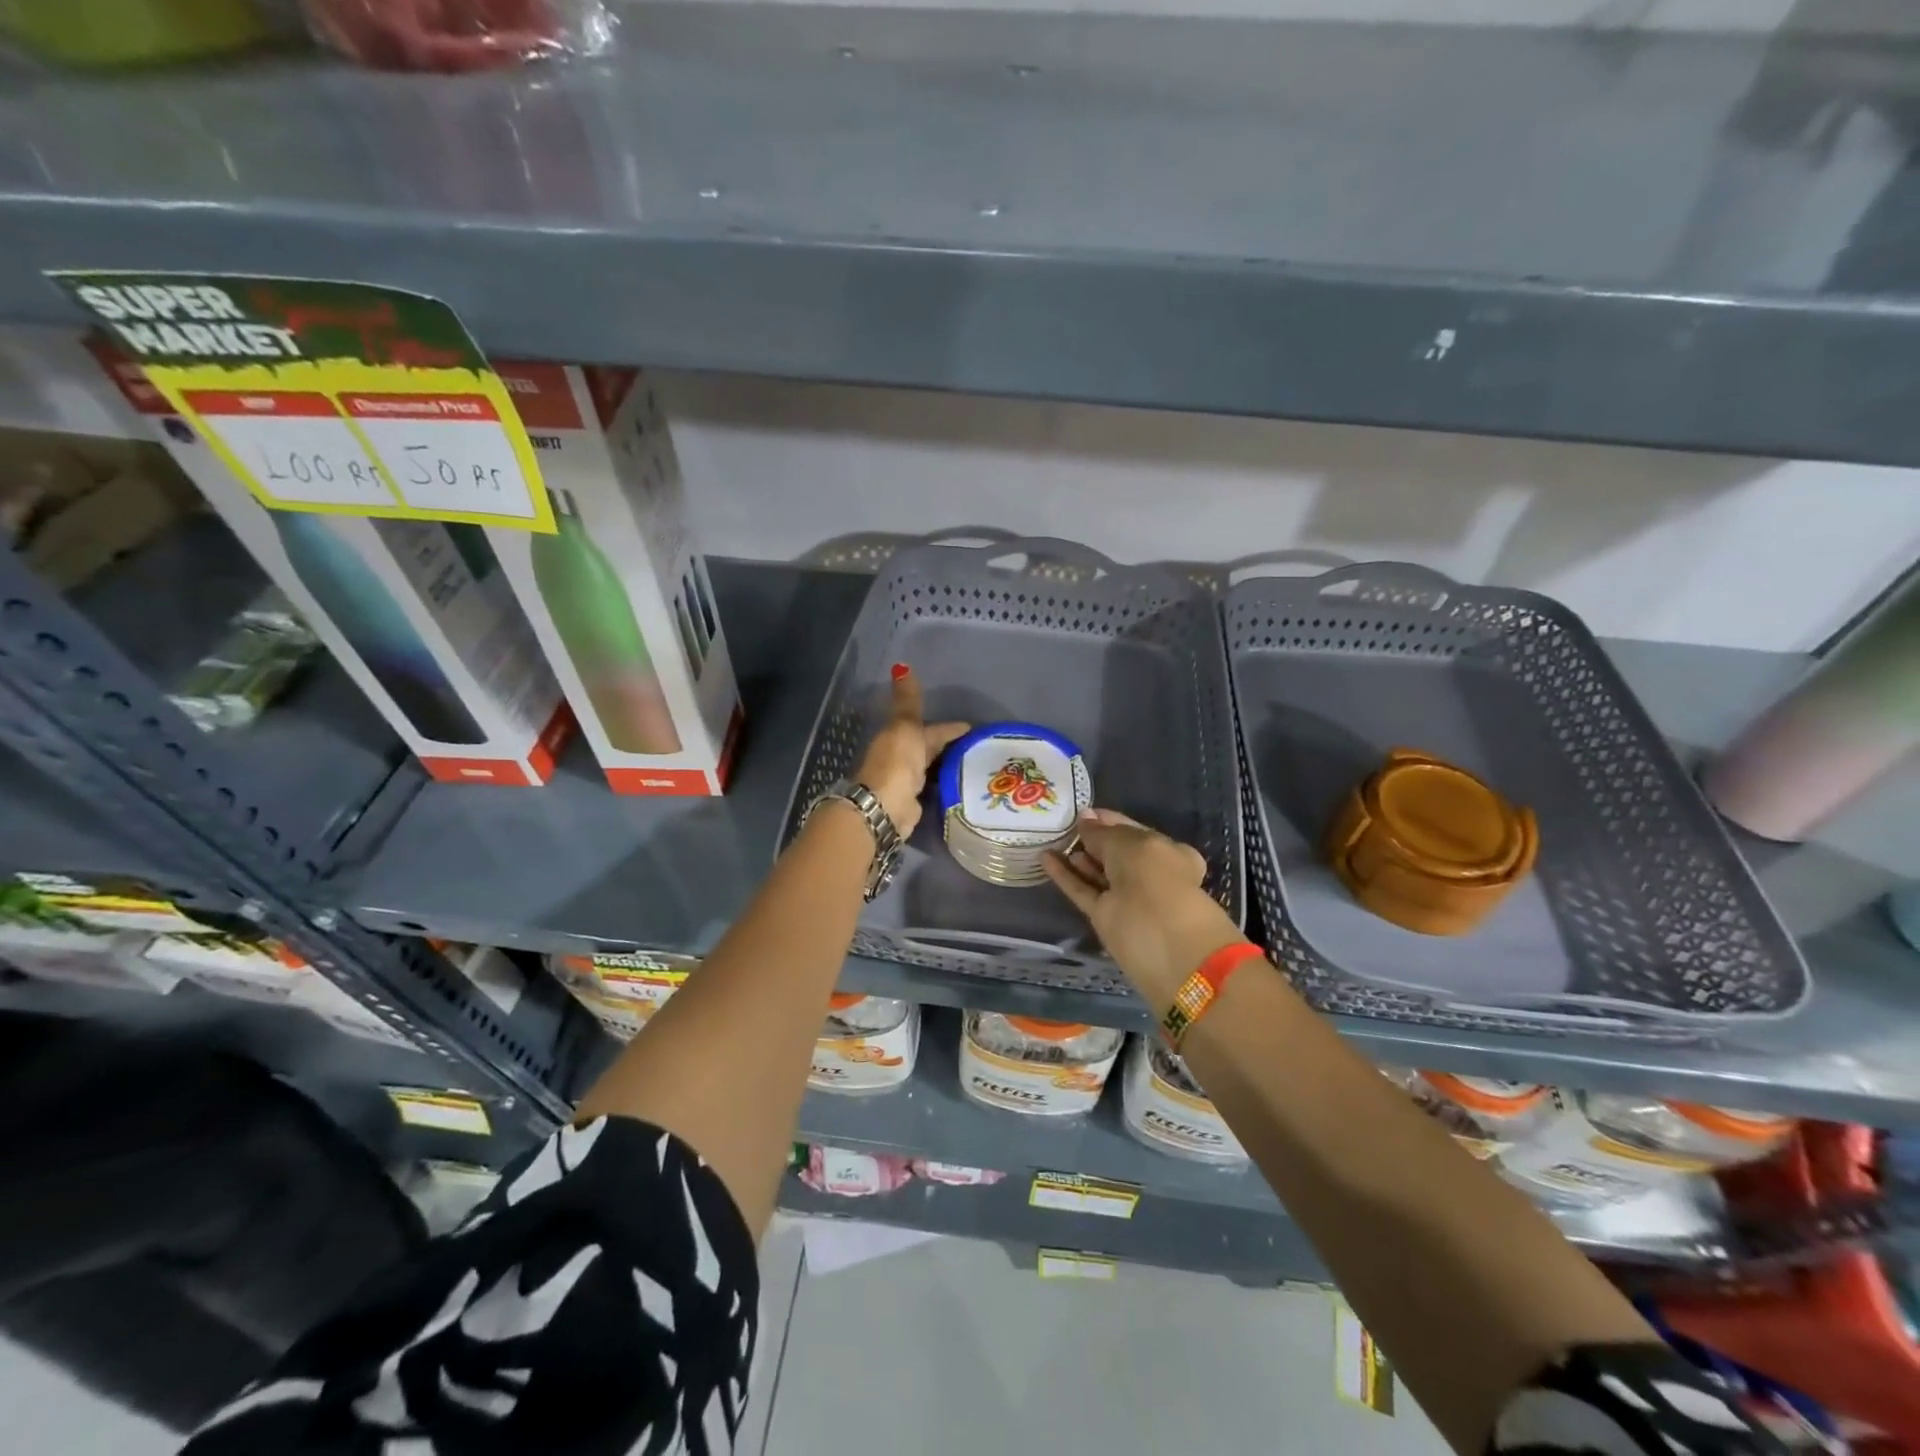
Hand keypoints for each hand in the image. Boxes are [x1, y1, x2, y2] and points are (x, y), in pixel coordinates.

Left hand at [853, 664, 968, 837]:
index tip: (971, 727)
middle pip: (929, 747)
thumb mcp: (905, 726)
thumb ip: (908, 701)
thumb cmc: (896, 762)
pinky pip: (934, 788)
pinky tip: (961, 785)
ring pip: (932, 768)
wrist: (885, 805)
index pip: (931, 728)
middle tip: (977, 746)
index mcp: (900, 736)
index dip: (950, 727)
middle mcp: (903, 757)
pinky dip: (944, 784)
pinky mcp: (915, 802)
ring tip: (974, 765)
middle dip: (948, 745)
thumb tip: (901, 665)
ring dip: (947, 764)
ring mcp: (908, 781)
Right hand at [1044, 809, 1245, 1008]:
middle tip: (1062, 824)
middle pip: (1114, 853)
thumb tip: (1085, 819)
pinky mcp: (1104, 917)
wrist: (1166, 946)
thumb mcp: (1131, 845)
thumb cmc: (1157, 880)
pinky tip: (1045, 858)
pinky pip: (1083, 891)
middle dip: (1092, 839)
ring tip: (1050, 838)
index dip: (1109, 820)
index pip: (1132, 831)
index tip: (1082, 811)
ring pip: (1097, 873)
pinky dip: (1065, 876)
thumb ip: (1104, 834)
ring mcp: (1125, 897)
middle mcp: (1148, 874)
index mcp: (1166, 852)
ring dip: (1076, 857)